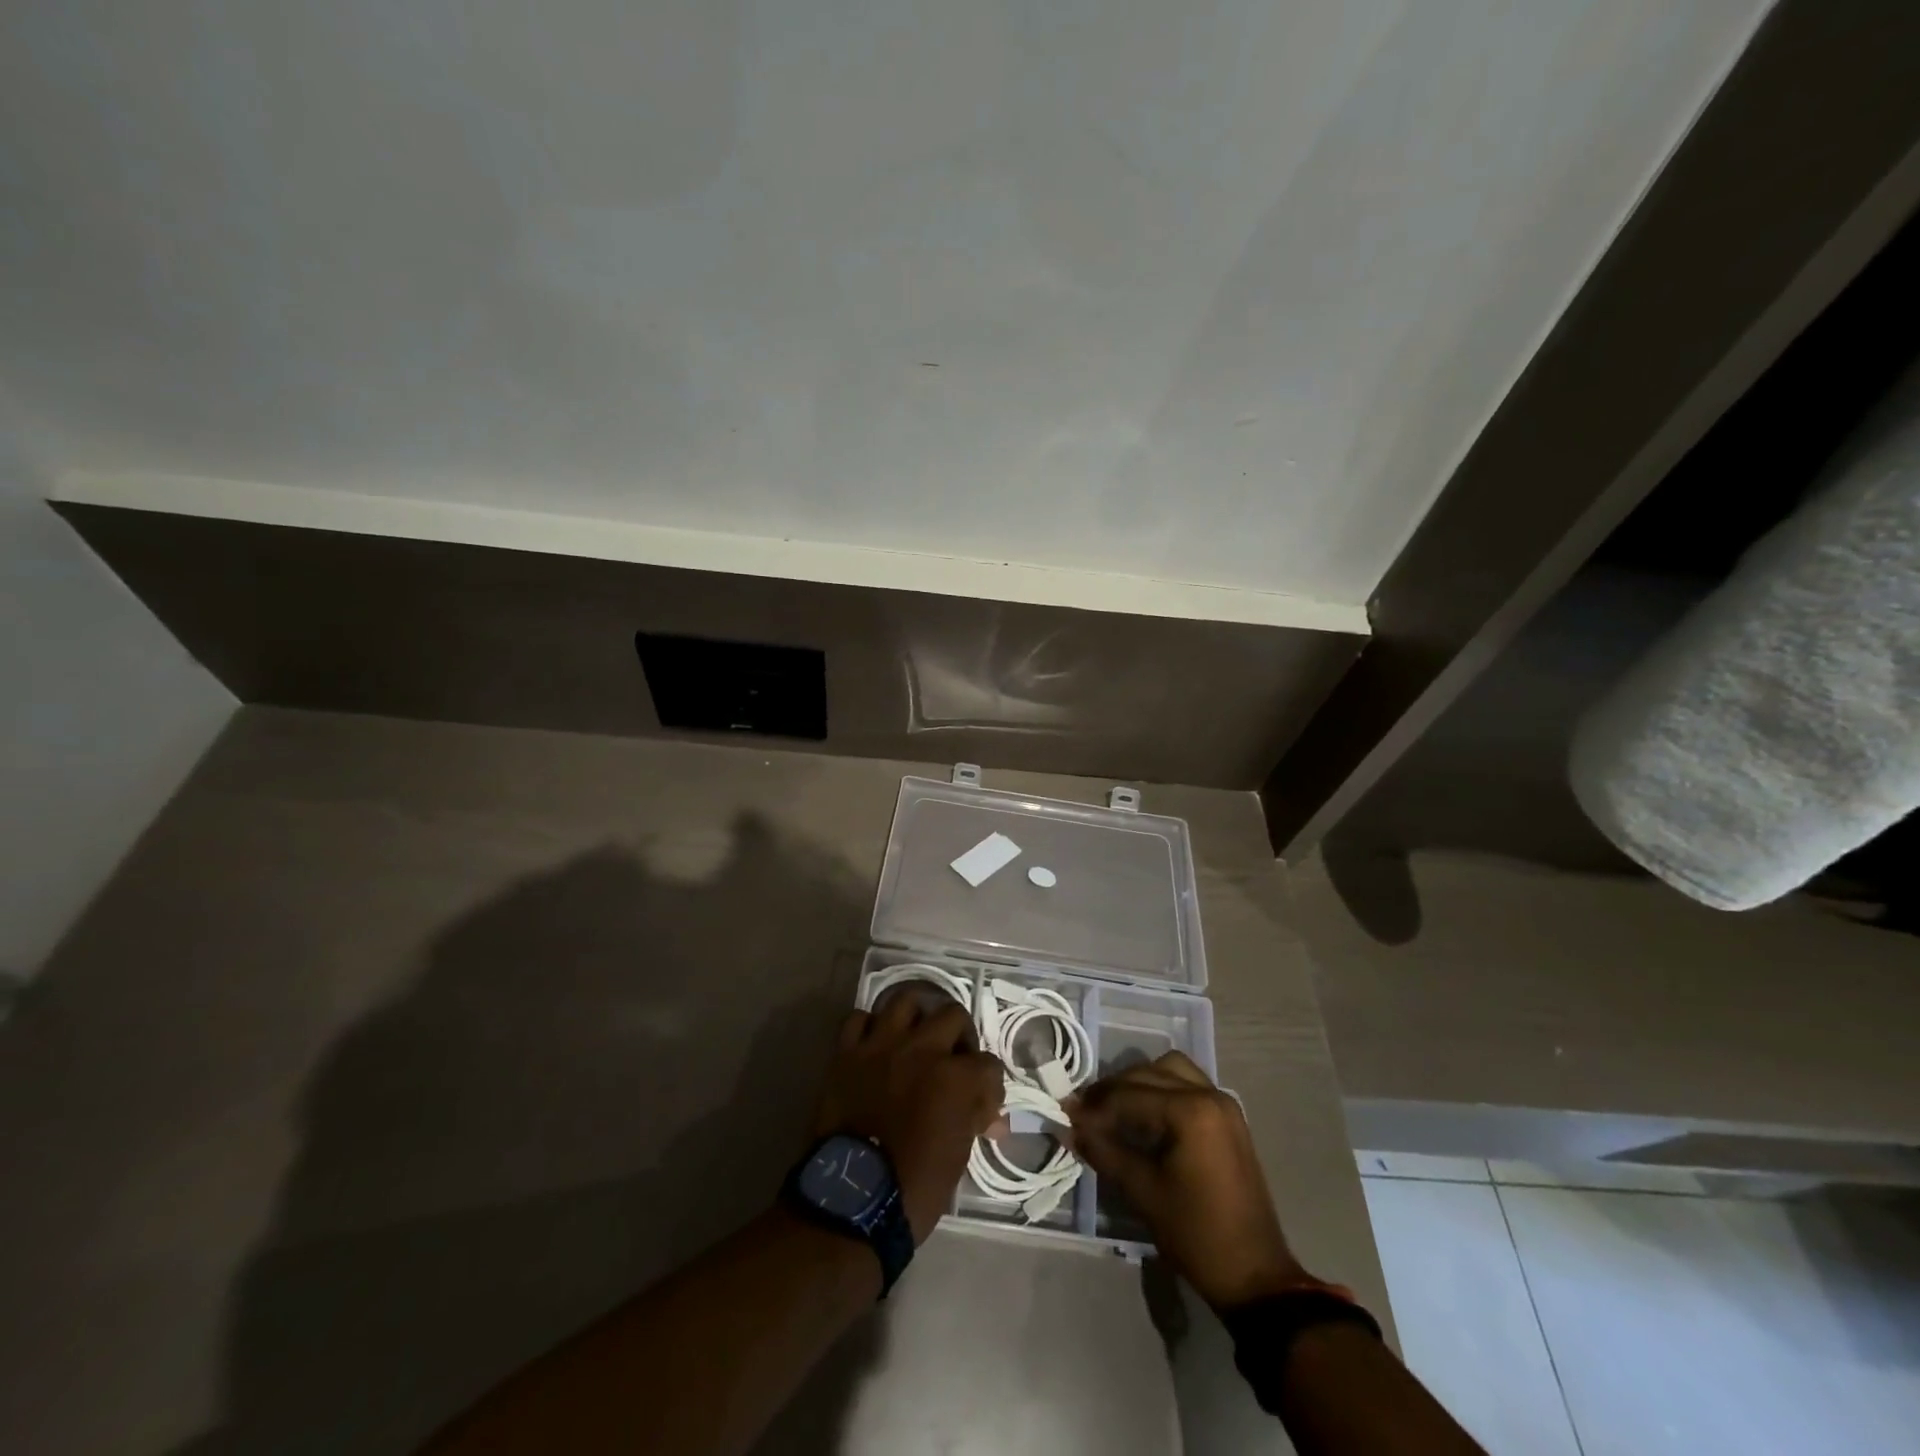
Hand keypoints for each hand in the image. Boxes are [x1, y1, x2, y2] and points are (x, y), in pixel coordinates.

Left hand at [810, 992, 1002, 1243]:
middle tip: (953, 1058)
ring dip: (916, 1016)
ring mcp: (881, 1045)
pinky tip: (875, 1044)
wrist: (852, 1198)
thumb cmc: (914, 1187)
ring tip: (916, 1037)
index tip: (983, 1101)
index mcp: (955, 1077)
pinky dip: (870, 1028)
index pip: (988, 1064)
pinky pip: (859, 1019)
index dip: (989, 1083)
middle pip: (953, 1015)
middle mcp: (922, 1049)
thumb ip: (972, 1121)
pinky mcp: (847, 1052)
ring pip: (905, 1000)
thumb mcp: (958, 1157)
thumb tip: (989, 1116)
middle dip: (959, 1036)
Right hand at [1066, 1051, 1307, 1308]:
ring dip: (1139, 1083)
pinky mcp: (1229, 1118)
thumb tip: (1070, 1126)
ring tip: (1114, 1110)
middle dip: (1114, 1090)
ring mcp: (1223, 1104)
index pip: (1128, 1095)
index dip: (1094, 1106)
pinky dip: (1162, 1090)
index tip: (1067, 1116)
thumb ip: (1104, 1151)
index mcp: (1190, 1111)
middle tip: (1086, 1113)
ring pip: (1170, 1070)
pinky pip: (1188, 1085)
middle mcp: (1209, 1094)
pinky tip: (1144, 1116)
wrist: (1255, 1276)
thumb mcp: (1142, 1192)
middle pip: (1148, 1073)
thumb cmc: (1196, 1234)